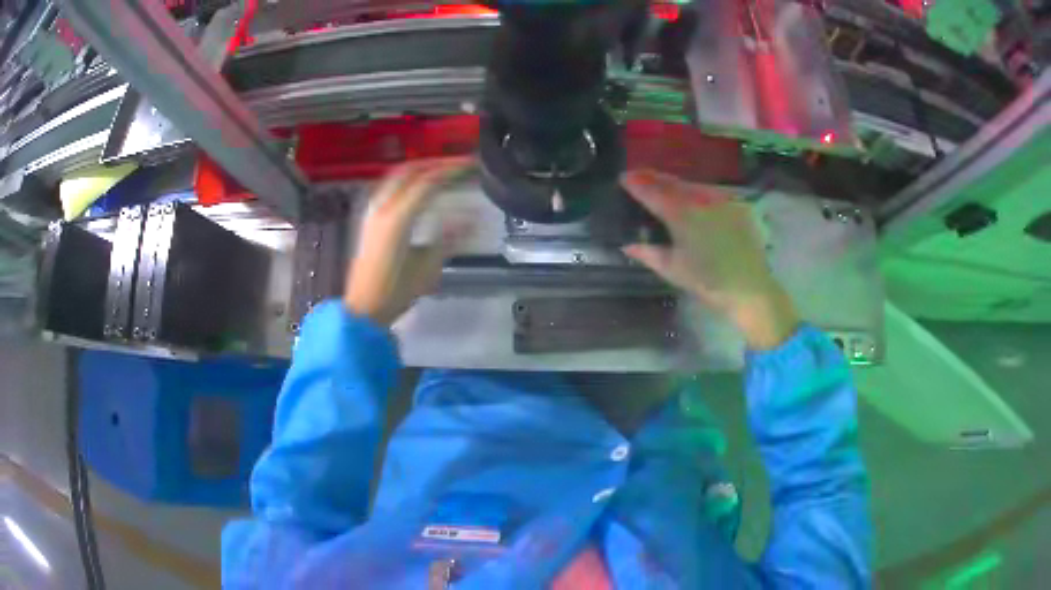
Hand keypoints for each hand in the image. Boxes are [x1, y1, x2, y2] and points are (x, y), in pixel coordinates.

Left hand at [344, 158, 473, 325]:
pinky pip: (389, 187)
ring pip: (396, 176)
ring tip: (440, 170)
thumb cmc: (395, 292)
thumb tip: (471, 218)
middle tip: (458, 164)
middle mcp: (383, 207)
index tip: (471, 165)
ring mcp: (373, 211)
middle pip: (410, 171)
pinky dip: (407, 179)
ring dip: (420, 168)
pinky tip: (417, 187)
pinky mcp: (370, 219)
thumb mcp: (427, 268)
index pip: (428, 182)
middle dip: (435, 163)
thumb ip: (448, 238)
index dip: (451, 170)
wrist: (362, 310)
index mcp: (398, 218)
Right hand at [620, 169, 799, 349]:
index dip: (636, 183)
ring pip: (692, 185)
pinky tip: (695, 200)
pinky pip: (712, 192)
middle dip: (654, 178)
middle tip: (639, 176)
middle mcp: (700, 199)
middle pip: (672, 183)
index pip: (652, 192)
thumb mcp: (673, 270)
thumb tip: (627, 245)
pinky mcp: (738, 203)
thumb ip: (648, 253)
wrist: (750, 287)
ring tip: (664, 186)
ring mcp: (721, 198)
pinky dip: (698, 193)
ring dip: (676, 184)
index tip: (623, 177)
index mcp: (680, 214)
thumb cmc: (707, 282)